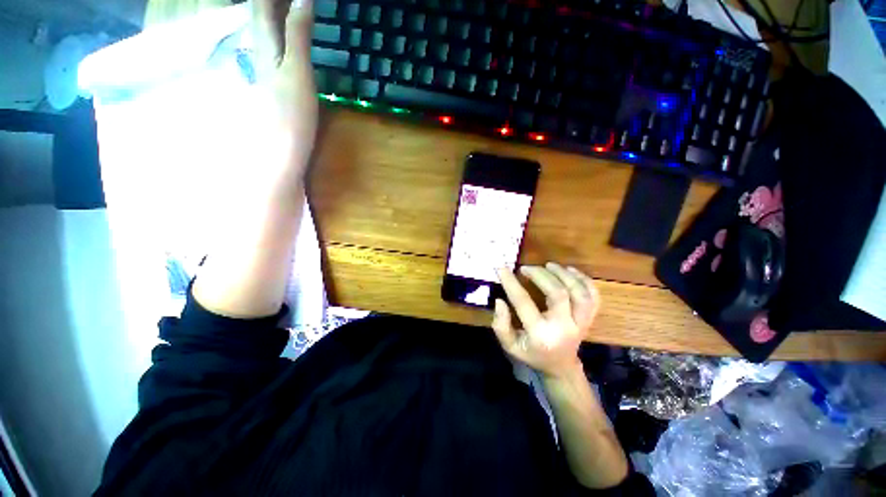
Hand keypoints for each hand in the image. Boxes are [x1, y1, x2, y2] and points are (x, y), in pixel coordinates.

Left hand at [250, 0, 317, 168]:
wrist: (282, 153)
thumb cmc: (291, 115)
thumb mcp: (297, 72)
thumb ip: (298, 35)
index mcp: (265, 45)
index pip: (262, 5)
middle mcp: (261, 52)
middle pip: (261, 14)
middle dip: (275, 3)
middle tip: (293, 0)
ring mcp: (268, 69)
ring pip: (268, 30)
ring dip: (277, 13)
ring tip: (289, 6)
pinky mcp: (277, 85)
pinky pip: (277, 48)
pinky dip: (284, 34)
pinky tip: (290, 37)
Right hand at [492, 263, 600, 379]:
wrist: (561, 367)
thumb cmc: (532, 355)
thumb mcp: (510, 346)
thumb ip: (501, 325)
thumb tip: (500, 300)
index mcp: (541, 335)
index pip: (523, 302)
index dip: (511, 283)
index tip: (502, 269)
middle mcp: (564, 327)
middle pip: (558, 293)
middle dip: (540, 275)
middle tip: (526, 268)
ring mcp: (581, 323)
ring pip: (580, 292)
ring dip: (564, 274)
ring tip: (549, 265)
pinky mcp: (590, 318)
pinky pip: (594, 296)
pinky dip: (584, 280)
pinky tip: (570, 271)